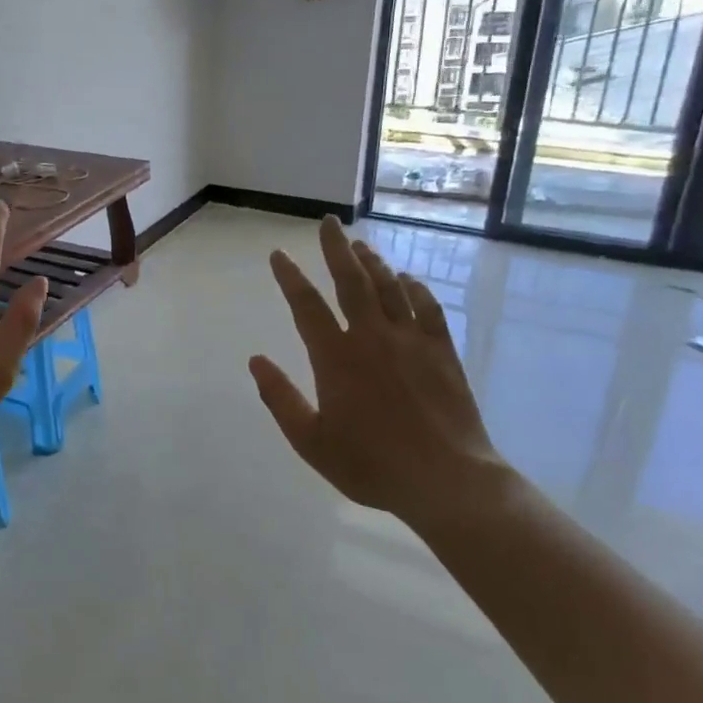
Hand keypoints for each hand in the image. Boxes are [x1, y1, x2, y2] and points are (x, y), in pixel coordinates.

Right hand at [249, 217, 513, 526]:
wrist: (447, 480)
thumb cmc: (371, 464)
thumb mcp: (311, 441)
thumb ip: (280, 399)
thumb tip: (255, 361)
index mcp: (336, 358)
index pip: (306, 306)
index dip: (290, 277)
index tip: (278, 255)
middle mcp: (372, 337)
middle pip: (351, 281)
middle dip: (336, 249)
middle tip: (328, 222)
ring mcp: (411, 341)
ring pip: (389, 288)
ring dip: (372, 262)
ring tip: (359, 243)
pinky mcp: (442, 352)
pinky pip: (427, 308)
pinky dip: (414, 289)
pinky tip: (407, 279)